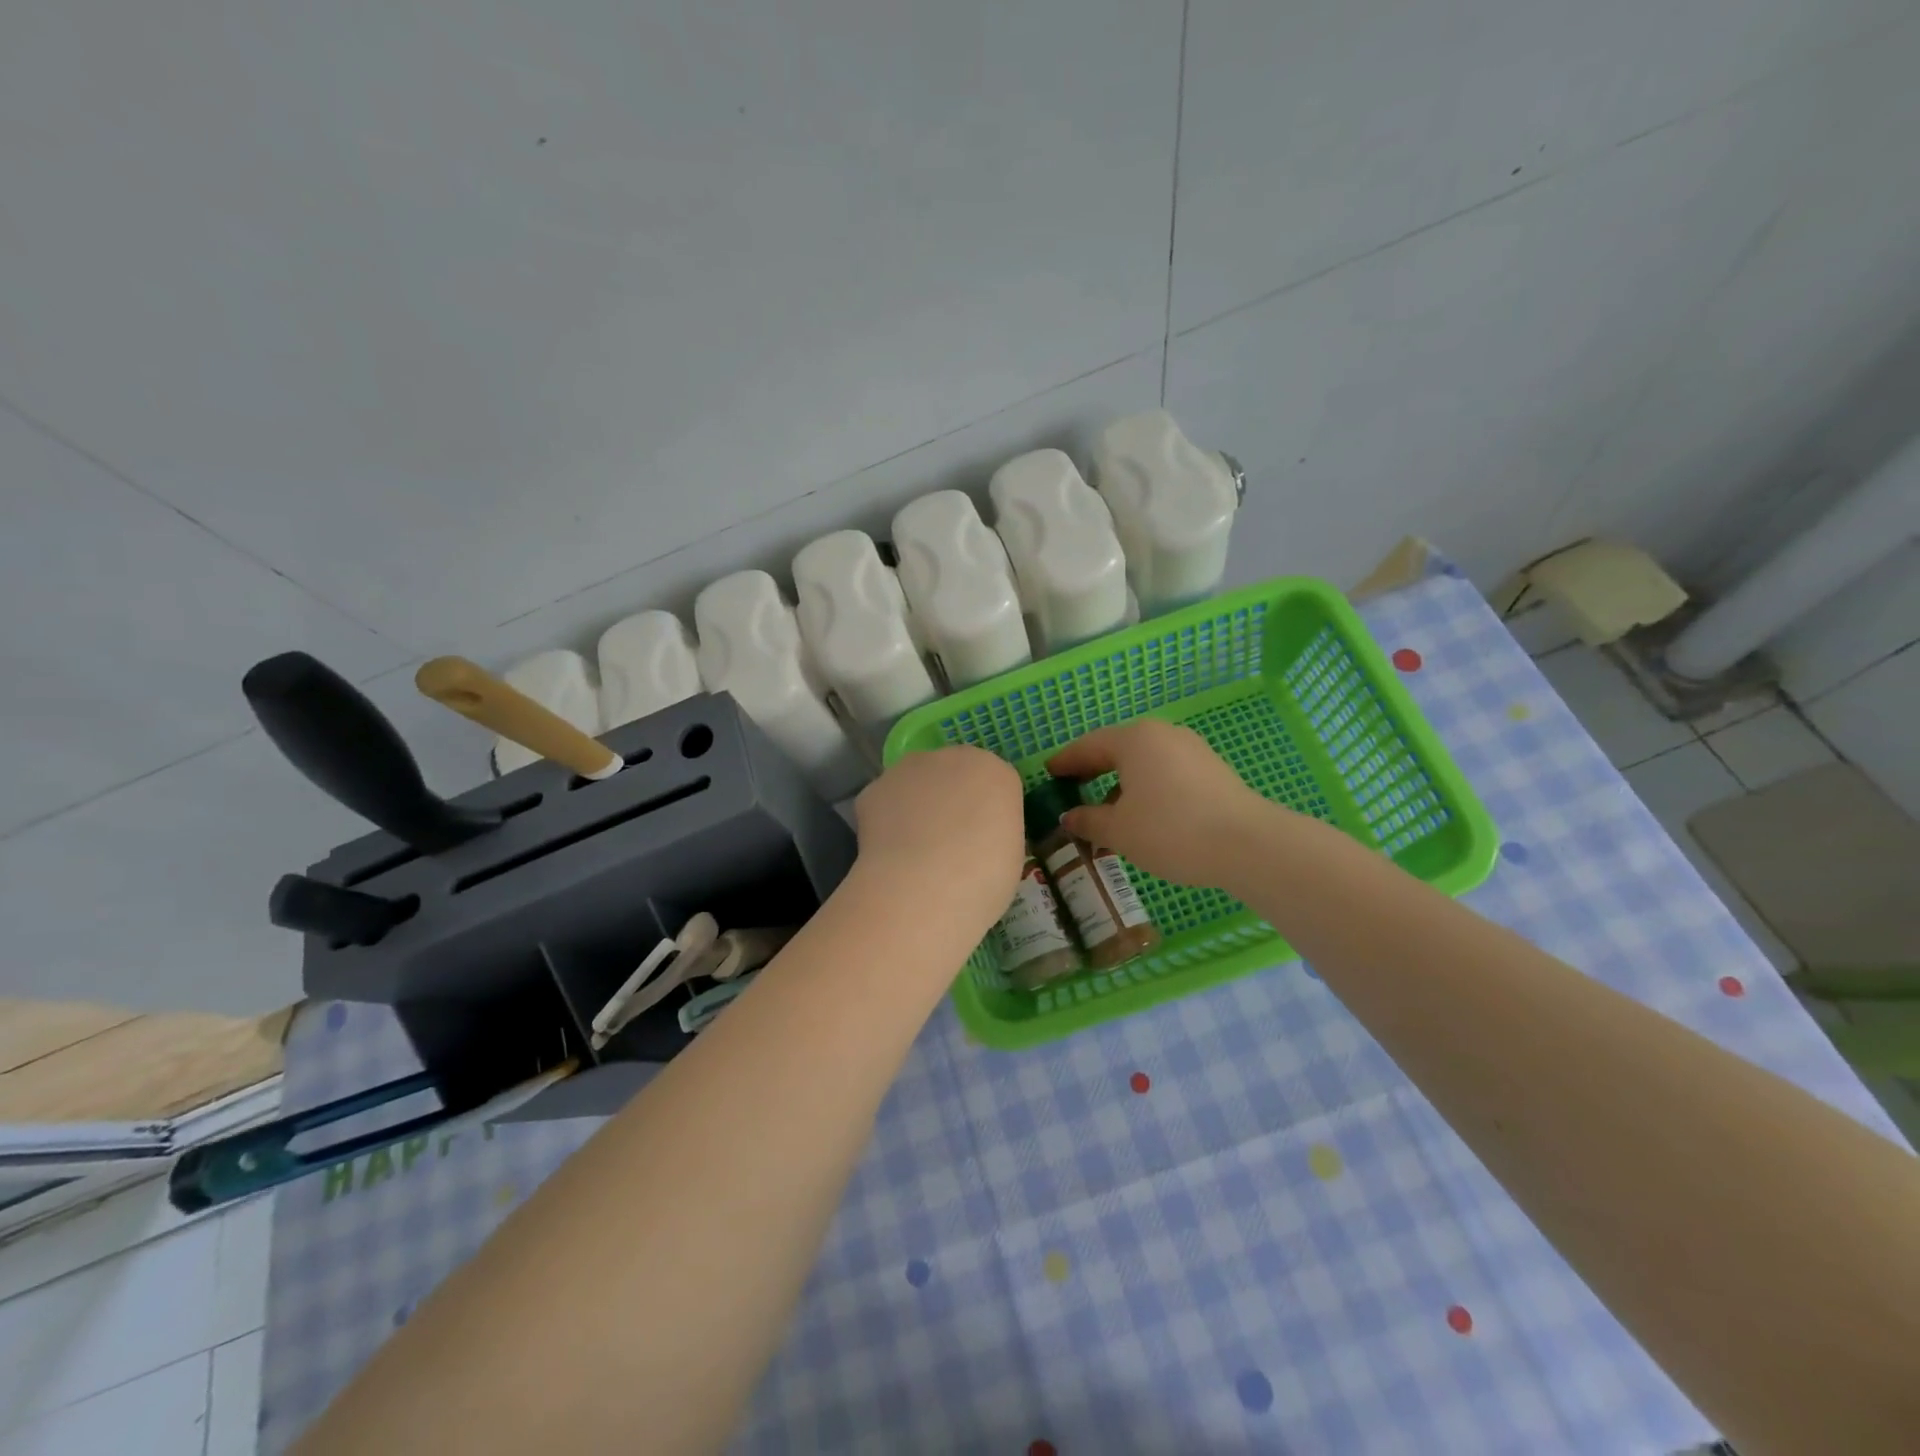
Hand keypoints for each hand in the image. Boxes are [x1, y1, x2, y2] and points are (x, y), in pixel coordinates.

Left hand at [851, 746, 1024, 927]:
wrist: (921, 889)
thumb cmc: (982, 879)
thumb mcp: (1010, 858)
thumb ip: (995, 833)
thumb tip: (978, 839)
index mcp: (996, 773)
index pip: (995, 784)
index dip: (988, 813)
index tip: (983, 840)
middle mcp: (953, 758)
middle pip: (954, 773)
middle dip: (951, 799)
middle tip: (949, 842)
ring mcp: (909, 769)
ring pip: (916, 783)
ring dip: (917, 806)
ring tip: (914, 850)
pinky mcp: (874, 788)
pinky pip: (885, 802)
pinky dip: (886, 822)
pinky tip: (889, 853)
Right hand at [1046, 720, 1280, 888]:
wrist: (1248, 844)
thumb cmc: (1171, 830)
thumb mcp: (1119, 831)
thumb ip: (1088, 820)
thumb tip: (1070, 816)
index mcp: (1135, 740)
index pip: (1089, 745)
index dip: (1066, 761)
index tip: (1049, 773)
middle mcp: (1163, 735)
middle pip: (1118, 749)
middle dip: (1093, 770)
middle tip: (1072, 788)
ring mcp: (1192, 750)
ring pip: (1144, 762)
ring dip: (1121, 783)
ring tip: (1107, 812)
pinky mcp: (1212, 770)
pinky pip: (1166, 773)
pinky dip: (1147, 788)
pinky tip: (1144, 815)